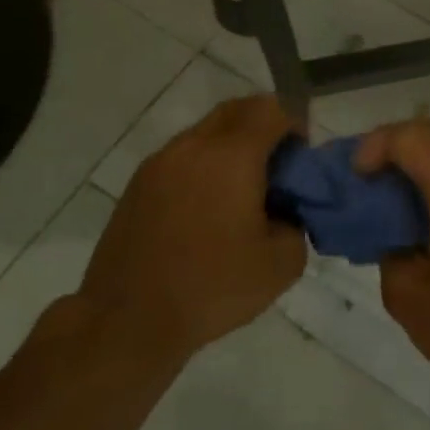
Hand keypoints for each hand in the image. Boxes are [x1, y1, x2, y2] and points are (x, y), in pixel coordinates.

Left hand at [72, 96, 306, 359]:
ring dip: (232, 144)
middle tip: (279, 162)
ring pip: (206, 131)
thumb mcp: (281, 265)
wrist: (127, 320)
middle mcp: (193, 146)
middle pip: (237, 109)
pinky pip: (183, 155)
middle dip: (265, 124)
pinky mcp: (138, 184)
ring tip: (243, 188)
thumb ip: (296, 224)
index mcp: (231, 156)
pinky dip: (205, 163)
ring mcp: (160, 162)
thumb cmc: (211, 288)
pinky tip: (209, 207)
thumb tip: (284, 211)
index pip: (272, 110)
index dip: (295, 123)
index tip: (303, 154)